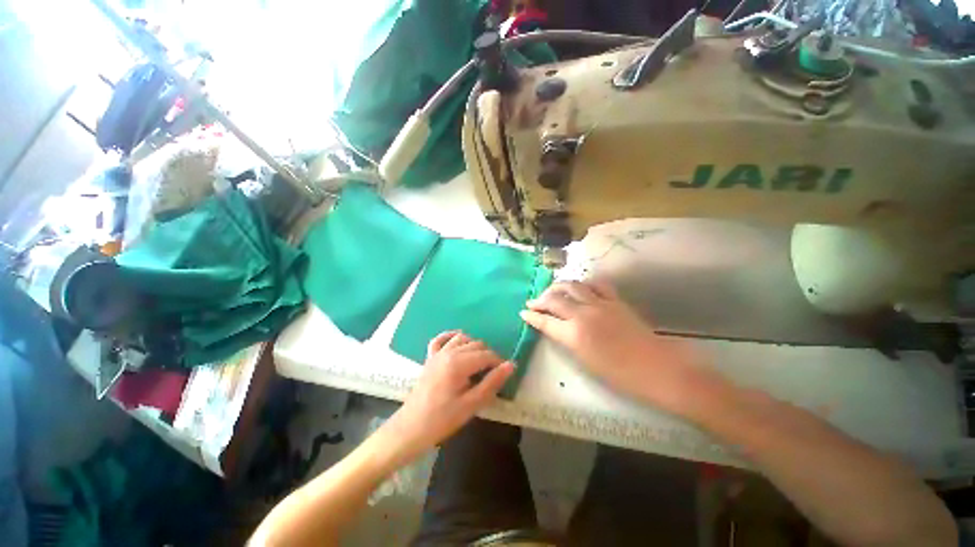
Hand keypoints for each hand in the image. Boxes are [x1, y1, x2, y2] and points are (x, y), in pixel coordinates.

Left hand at [380, 331, 513, 464]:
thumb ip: (492, 383)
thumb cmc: (442, 419)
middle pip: (476, 344)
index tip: (505, 375)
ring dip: (474, 346)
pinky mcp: (430, 357)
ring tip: (479, 362)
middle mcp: (449, 352)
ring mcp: (438, 353)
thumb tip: (511, 365)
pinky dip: (451, 337)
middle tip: (493, 374)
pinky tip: (458, 342)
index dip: (499, 363)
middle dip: (488, 356)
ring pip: (462, 338)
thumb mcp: (471, 405)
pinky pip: (441, 339)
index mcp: (459, 363)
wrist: (410, 428)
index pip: (487, 355)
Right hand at [521, 280, 708, 411]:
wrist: (658, 369)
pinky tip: (580, 288)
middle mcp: (583, 314)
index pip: (545, 321)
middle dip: (539, 300)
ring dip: (558, 287)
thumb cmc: (619, 375)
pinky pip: (595, 285)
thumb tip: (554, 329)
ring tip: (552, 291)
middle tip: (533, 302)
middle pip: (554, 299)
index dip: (532, 316)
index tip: (523, 312)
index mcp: (574, 334)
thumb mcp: (585, 361)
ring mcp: (600, 303)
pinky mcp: (615, 300)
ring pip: (572, 286)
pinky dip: (583, 284)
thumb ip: (566, 340)